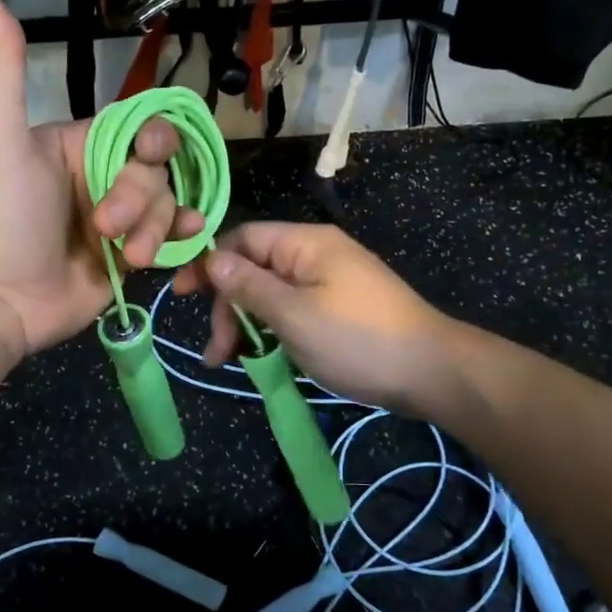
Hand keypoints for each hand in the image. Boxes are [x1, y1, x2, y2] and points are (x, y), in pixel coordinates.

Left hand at [0, 0, 202, 359]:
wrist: (0, 297)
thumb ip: (4, 67)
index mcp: (83, 143)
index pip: (141, 126)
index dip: (154, 137)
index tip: (147, 154)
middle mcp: (106, 175)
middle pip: (160, 169)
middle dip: (140, 197)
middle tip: (103, 225)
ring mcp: (123, 219)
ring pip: (170, 204)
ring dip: (153, 228)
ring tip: (125, 255)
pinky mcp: (133, 255)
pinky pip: (174, 236)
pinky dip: (182, 239)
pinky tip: (179, 247)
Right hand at [174, 222, 458, 414]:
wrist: (431, 372)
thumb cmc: (357, 339)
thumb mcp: (294, 314)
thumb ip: (249, 286)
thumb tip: (212, 258)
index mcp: (304, 244)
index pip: (242, 239)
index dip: (208, 264)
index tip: (179, 296)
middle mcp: (315, 255)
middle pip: (253, 269)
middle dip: (229, 307)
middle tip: (216, 353)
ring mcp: (328, 283)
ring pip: (270, 294)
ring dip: (246, 324)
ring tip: (232, 362)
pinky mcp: (337, 309)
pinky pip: (291, 311)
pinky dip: (272, 332)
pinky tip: (262, 357)